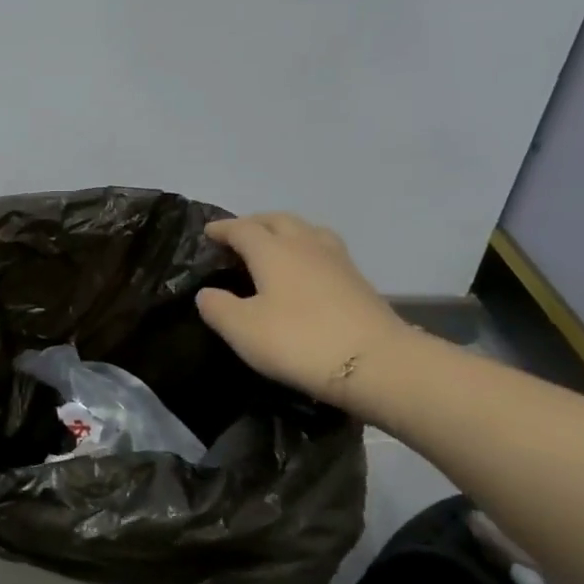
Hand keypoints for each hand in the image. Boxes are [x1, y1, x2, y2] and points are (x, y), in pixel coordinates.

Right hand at [196, 213, 410, 412]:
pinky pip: (324, 249)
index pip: (243, 229)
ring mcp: (337, 260)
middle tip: (239, 235)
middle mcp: (305, 245)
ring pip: (307, 230)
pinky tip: (307, 270)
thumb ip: (218, 308)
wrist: (376, 362)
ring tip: (275, 246)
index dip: (223, 229)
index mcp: (273, 251)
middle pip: (278, 220)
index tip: (208, 232)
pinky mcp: (358, 280)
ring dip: (286, 231)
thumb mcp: (243, 330)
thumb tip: (207, 293)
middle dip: (255, 223)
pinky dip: (307, 249)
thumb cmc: (299, 341)